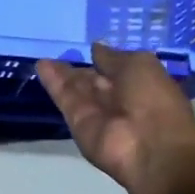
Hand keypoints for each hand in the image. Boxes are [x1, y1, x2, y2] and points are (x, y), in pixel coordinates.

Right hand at [37, 44, 194, 193]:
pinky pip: (66, 99)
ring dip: (61, 74)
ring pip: (76, 90)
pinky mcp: (78, 124)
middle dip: (78, 69)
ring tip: (44, 58)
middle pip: (93, 81)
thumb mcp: (139, 65)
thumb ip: (113, 58)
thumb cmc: (154, 99)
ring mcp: (97, 113)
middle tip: (58, 52)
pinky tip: (41, 66)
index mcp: (140, 84)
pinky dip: (54, 83)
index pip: (116, 69)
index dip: (102, 59)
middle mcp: (118, 99)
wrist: (149, 146)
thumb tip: (96, 48)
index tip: (87, 47)